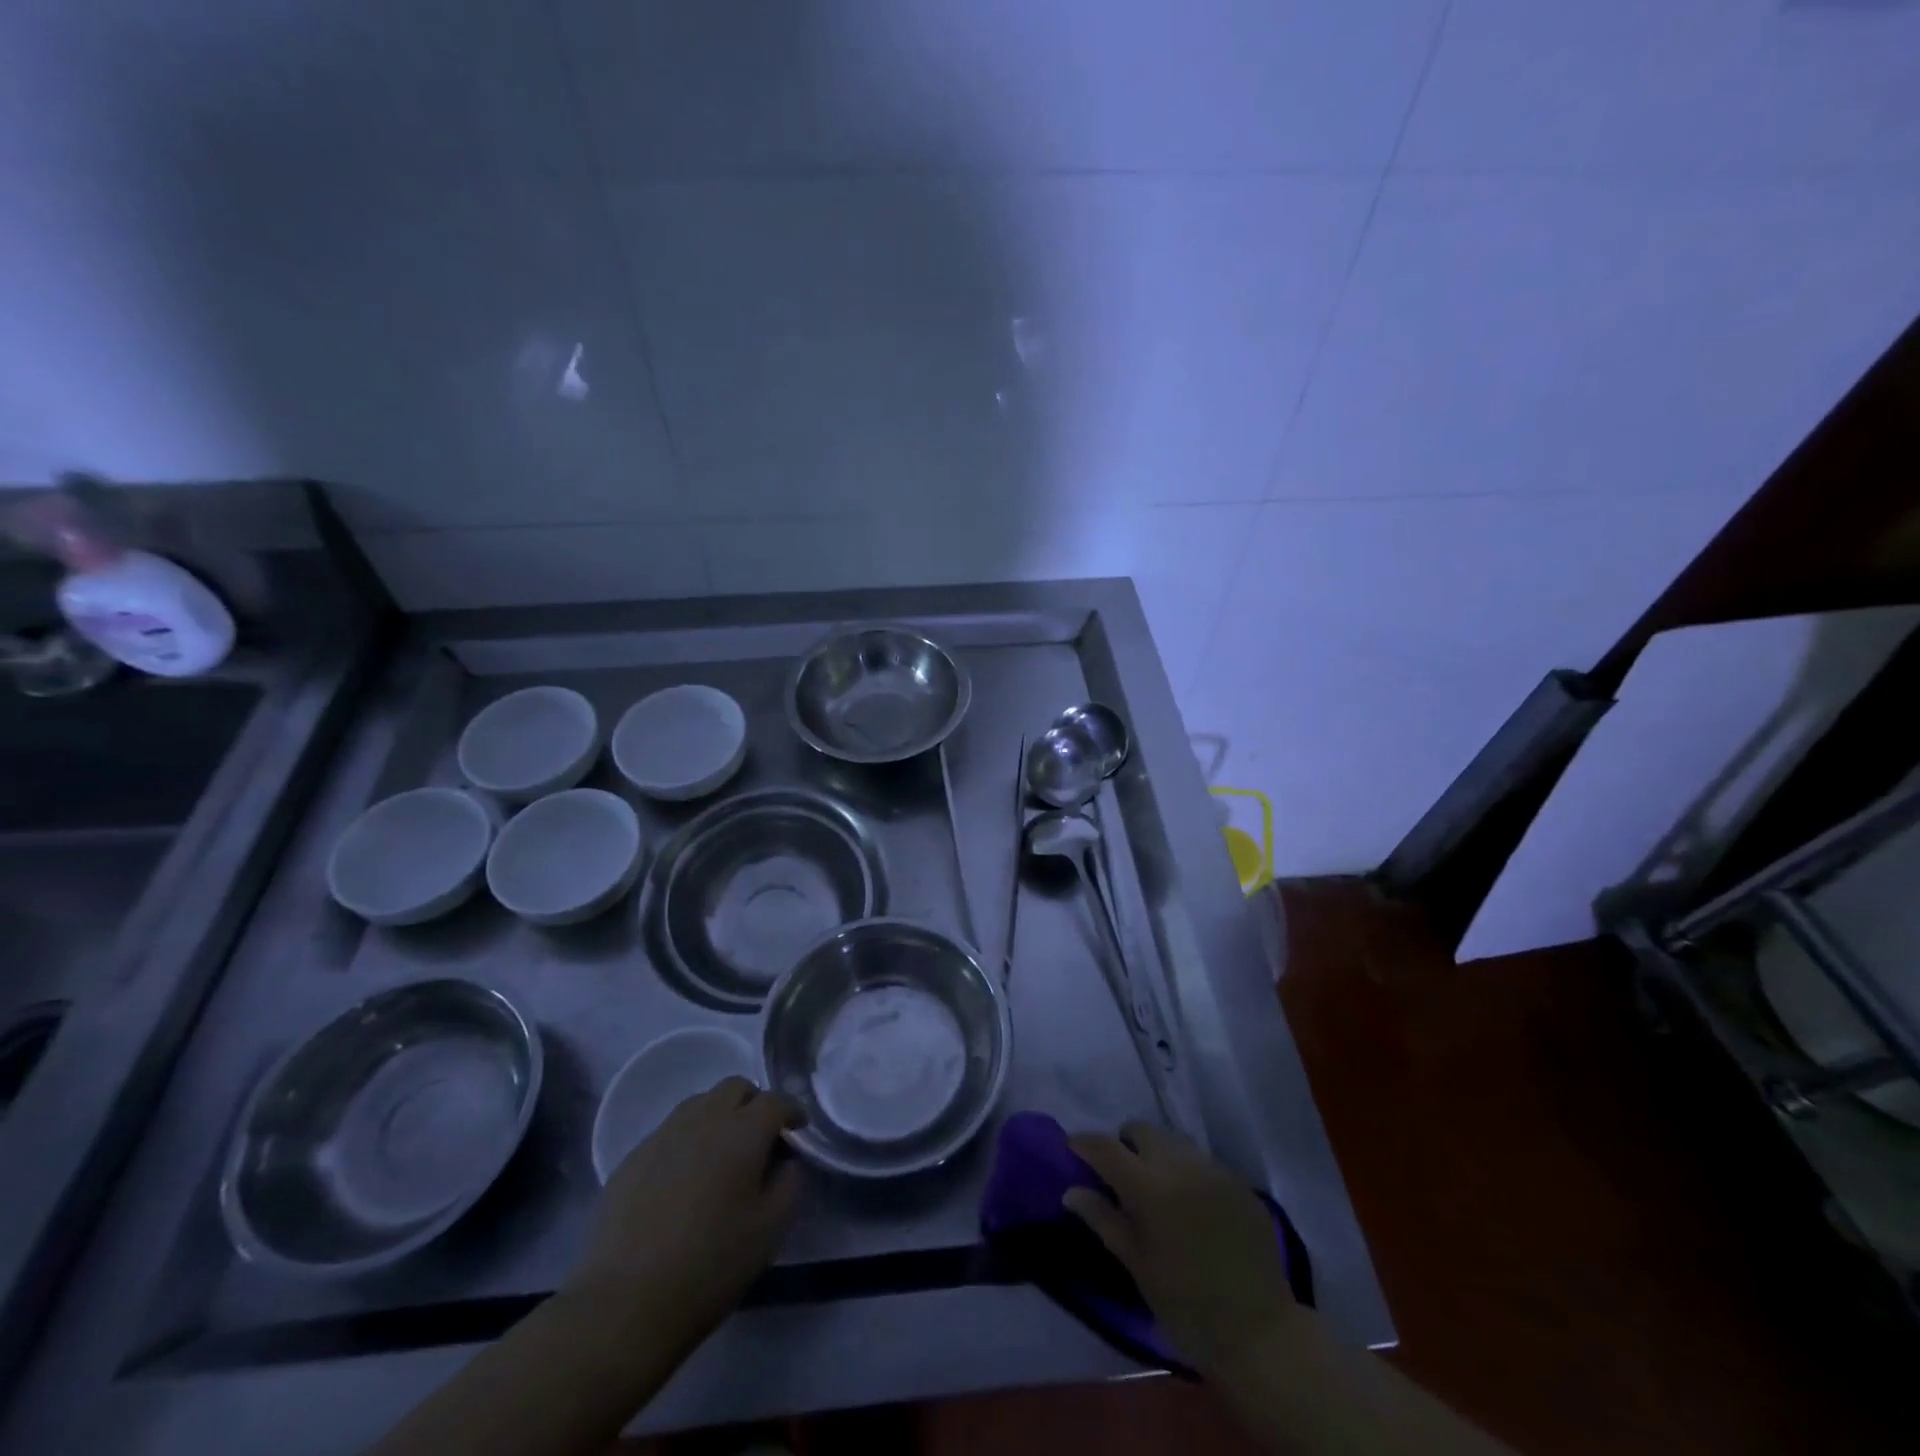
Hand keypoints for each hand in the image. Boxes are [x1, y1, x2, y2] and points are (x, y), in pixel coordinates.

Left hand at [567, 1076, 804, 1349]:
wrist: (624, 1302)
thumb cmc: (711, 1264)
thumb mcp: (771, 1229)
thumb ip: (790, 1182)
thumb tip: (786, 1161)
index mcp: (743, 1131)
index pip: (775, 1100)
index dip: (792, 1111)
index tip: (799, 1130)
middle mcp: (704, 1118)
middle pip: (735, 1088)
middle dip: (754, 1104)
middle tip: (760, 1138)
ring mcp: (663, 1135)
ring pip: (700, 1104)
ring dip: (719, 1118)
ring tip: (721, 1157)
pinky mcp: (632, 1158)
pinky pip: (670, 1132)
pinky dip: (687, 1142)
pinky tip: (684, 1181)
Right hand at [1065, 1121, 1296, 1377]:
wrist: (1259, 1334)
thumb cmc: (1186, 1306)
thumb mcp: (1137, 1265)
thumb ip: (1103, 1219)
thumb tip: (1071, 1191)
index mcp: (1150, 1187)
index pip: (1106, 1147)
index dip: (1085, 1142)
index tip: (1073, 1148)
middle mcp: (1182, 1165)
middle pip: (1142, 1131)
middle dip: (1125, 1145)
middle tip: (1122, 1177)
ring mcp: (1214, 1169)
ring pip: (1174, 1141)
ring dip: (1158, 1155)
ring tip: (1158, 1189)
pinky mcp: (1239, 1182)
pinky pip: (1202, 1161)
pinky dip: (1188, 1172)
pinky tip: (1192, 1205)